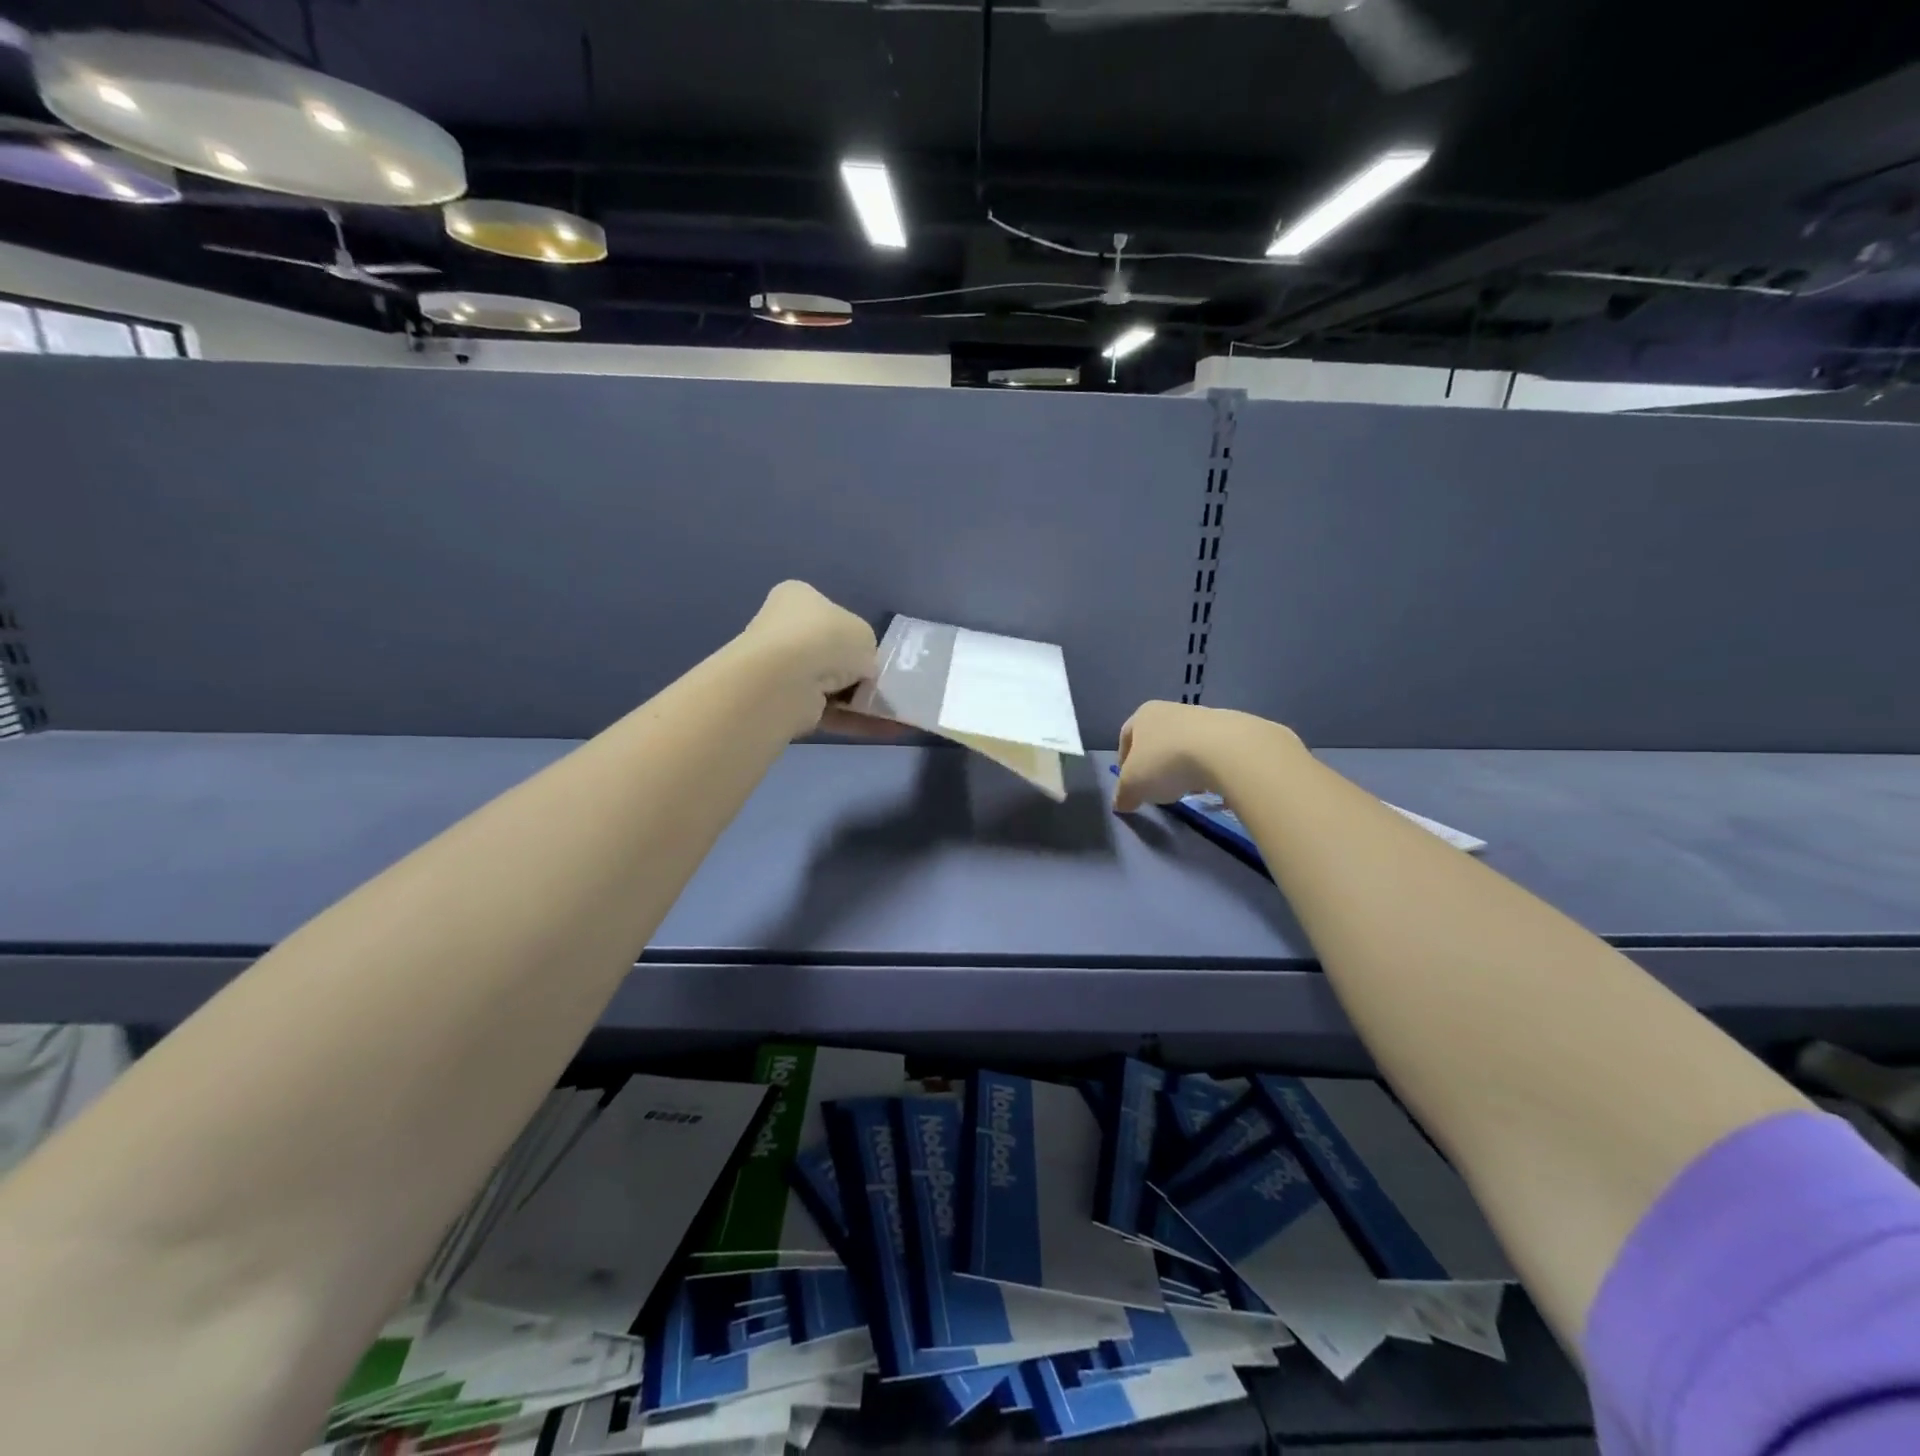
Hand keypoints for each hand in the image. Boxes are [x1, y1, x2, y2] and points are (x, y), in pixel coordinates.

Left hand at [739, 581, 877, 733]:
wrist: (787, 679)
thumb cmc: (826, 639)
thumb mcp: (864, 634)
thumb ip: (866, 649)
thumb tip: (862, 670)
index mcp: (797, 598)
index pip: (829, 614)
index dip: (853, 635)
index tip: (870, 653)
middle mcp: (784, 631)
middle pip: (829, 653)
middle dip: (855, 672)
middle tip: (880, 683)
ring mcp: (781, 670)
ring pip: (830, 686)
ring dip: (858, 699)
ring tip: (889, 710)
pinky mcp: (786, 704)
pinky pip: (828, 711)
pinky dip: (854, 720)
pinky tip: (884, 729)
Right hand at [1112, 701, 1299, 811]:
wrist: (1224, 750)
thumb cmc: (1166, 762)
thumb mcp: (1133, 785)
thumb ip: (1123, 794)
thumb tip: (1121, 803)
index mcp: (1143, 715)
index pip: (1126, 738)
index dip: (1123, 762)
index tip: (1129, 784)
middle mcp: (1171, 709)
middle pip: (1157, 740)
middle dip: (1155, 764)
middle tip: (1156, 788)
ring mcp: (1203, 717)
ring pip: (1184, 745)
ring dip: (1182, 766)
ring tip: (1186, 789)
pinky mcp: (1230, 729)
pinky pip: (1210, 751)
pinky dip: (1206, 767)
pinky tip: (1210, 784)